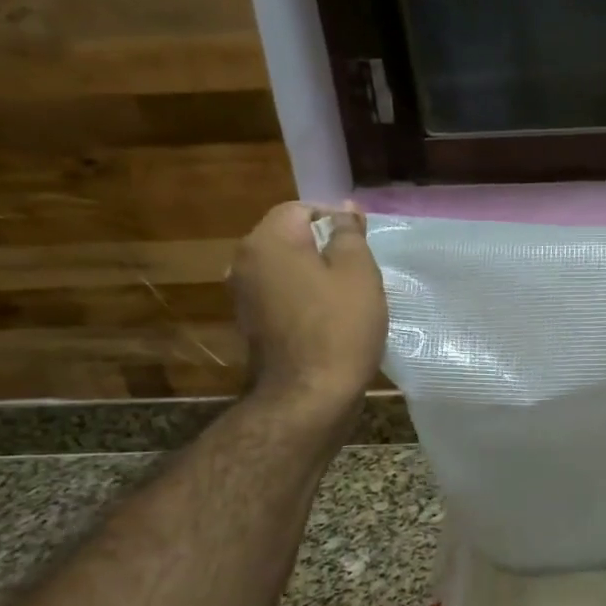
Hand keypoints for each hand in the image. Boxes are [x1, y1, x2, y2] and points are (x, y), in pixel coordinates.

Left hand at [229, 202, 386, 414]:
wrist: (309, 396)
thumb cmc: (340, 327)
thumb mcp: (358, 272)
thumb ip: (349, 233)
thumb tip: (344, 209)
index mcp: (268, 241)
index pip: (301, 209)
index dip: (335, 220)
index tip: (362, 246)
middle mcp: (245, 261)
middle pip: (289, 238)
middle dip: (324, 248)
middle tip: (360, 272)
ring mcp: (243, 295)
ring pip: (286, 268)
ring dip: (314, 275)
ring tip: (347, 297)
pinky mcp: (251, 323)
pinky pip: (281, 295)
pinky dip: (303, 298)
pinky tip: (328, 319)